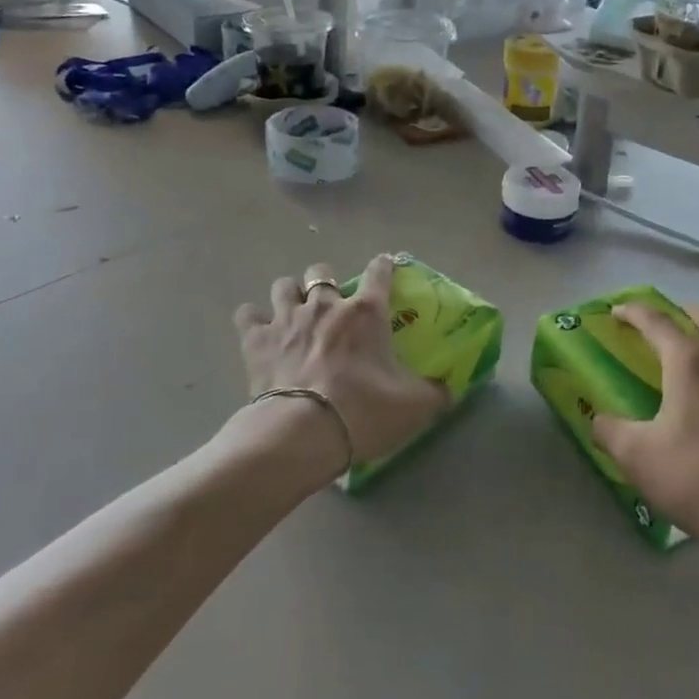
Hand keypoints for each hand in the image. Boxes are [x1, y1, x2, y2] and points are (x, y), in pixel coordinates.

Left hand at [234, 256, 447, 479]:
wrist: (303, 432)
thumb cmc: (363, 411)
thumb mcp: (413, 407)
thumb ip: (436, 393)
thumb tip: (451, 390)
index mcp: (365, 313)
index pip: (379, 272)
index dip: (383, 266)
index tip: (385, 266)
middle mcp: (325, 304)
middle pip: (321, 271)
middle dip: (325, 280)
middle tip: (330, 305)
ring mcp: (286, 318)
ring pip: (284, 285)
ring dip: (290, 295)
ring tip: (293, 313)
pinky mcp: (256, 339)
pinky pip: (247, 314)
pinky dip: (253, 320)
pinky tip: (258, 331)